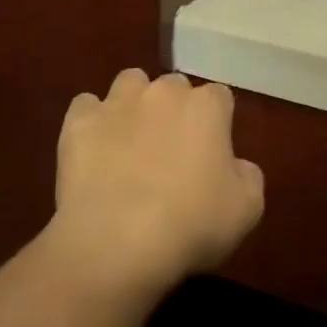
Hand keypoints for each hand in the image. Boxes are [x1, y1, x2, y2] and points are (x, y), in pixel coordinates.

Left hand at [47, 69, 264, 298]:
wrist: (117, 242)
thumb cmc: (192, 225)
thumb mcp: (247, 209)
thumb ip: (248, 175)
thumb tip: (236, 165)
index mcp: (206, 107)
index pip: (220, 96)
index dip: (217, 122)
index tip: (213, 151)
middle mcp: (162, 92)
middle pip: (174, 86)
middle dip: (175, 109)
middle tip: (172, 149)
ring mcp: (116, 102)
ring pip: (130, 83)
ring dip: (134, 103)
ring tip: (130, 140)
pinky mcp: (78, 121)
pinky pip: (86, 106)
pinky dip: (91, 122)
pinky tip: (93, 149)